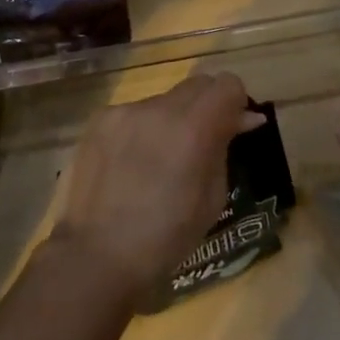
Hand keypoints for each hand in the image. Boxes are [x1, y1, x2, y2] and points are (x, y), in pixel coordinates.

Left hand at [54, 72, 259, 305]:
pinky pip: (134, 113)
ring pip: (164, 99)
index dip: (236, 103)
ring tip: (161, 159)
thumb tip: (243, 118)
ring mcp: (125, 111)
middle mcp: (159, 108)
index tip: (234, 128)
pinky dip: (144, 129)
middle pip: (196, 84)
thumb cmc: (165, 238)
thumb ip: (224, 147)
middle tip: (203, 142)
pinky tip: (132, 163)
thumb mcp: (212, 198)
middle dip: (207, 106)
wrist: (96, 255)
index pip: (227, 84)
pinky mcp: (100, 119)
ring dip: (173, 119)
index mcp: (192, 128)